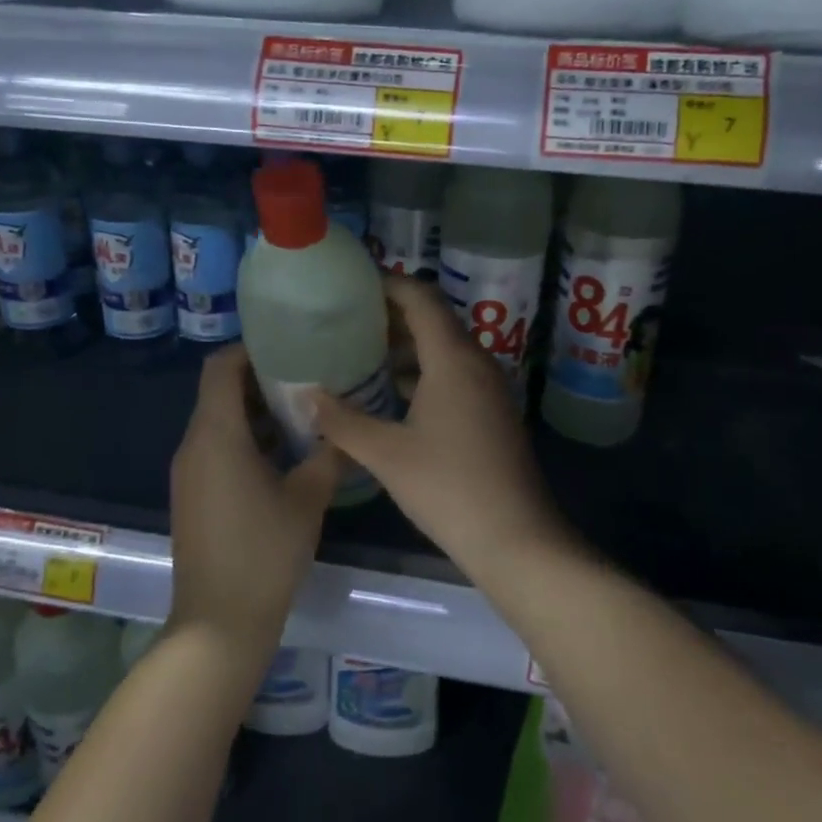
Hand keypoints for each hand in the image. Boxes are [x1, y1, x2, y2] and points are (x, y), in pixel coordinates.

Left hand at [168, 346, 340, 648]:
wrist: (219, 623)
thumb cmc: (264, 553)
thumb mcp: (308, 498)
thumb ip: (329, 455)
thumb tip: (346, 428)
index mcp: (216, 435)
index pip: (221, 368)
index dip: (251, 349)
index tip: (290, 345)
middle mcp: (193, 446)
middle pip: (219, 392)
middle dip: (261, 379)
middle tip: (309, 376)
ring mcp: (189, 474)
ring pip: (219, 422)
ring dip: (256, 412)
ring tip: (303, 411)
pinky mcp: (193, 496)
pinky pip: (216, 450)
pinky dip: (246, 439)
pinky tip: (285, 454)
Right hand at [313, 277, 565, 568]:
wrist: (515, 537)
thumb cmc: (448, 488)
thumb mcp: (386, 454)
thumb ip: (342, 421)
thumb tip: (306, 395)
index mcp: (453, 359)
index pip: (420, 299)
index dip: (387, 284)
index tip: (352, 284)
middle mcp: (476, 363)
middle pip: (434, 320)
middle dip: (391, 315)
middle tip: (346, 319)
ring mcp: (489, 388)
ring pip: (444, 350)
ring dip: (406, 347)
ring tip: (361, 353)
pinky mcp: (492, 412)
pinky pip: (454, 374)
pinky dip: (423, 373)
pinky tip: (391, 395)